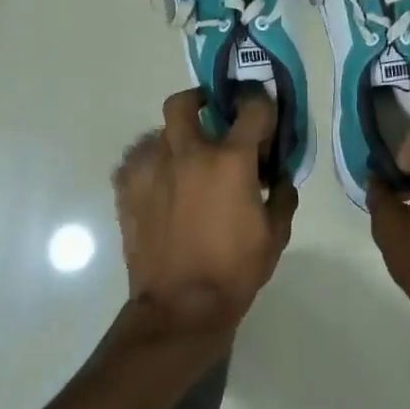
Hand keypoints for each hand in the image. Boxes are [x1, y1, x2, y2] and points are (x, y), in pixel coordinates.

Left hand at [113, 89, 296, 333]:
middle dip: (199, 100)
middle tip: (210, 117)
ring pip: (159, 132)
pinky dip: (150, 165)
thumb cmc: (234, 270)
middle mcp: (189, 153)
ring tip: (185, 164)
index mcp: (230, 160)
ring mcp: (153, 169)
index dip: (260, 105)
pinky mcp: (128, 189)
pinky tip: (160, 185)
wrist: (180, 307)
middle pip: (185, 102)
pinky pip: (136, 161)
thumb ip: (281, 196)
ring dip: (176, 140)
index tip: (262, 115)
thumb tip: (279, 177)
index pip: (251, 109)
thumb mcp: (275, 235)